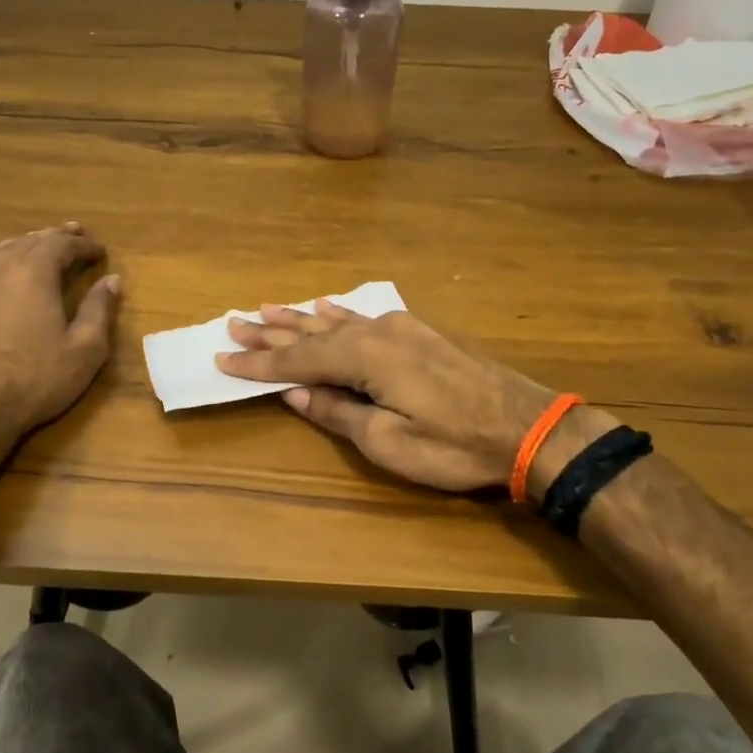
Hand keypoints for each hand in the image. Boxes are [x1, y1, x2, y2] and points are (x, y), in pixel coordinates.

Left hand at [0, 223, 120, 440]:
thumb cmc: (35, 379)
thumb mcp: (84, 349)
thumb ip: (100, 310)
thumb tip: (112, 281)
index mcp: (34, 271)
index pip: (62, 244)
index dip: (84, 245)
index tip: (101, 251)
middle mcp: (0, 266)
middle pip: (32, 239)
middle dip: (57, 236)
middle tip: (76, 234)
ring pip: (4, 248)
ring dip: (28, 243)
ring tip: (43, 244)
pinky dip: (3, 258)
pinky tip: (6, 269)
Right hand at [217, 303, 614, 494]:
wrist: (529, 427)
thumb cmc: (455, 445)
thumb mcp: (389, 443)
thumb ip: (339, 413)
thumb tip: (297, 393)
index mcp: (366, 358)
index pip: (298, 360)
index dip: (259, 363)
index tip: (223, 358)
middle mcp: (378, 332)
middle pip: (312, 333)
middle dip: (271, 332)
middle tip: (233, 323)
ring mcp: (402, 328)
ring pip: (337, 321)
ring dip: (300, 319)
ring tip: (265, 310)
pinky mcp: (420, 332)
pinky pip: (365, 317)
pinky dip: (340, 313)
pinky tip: (326, 307)